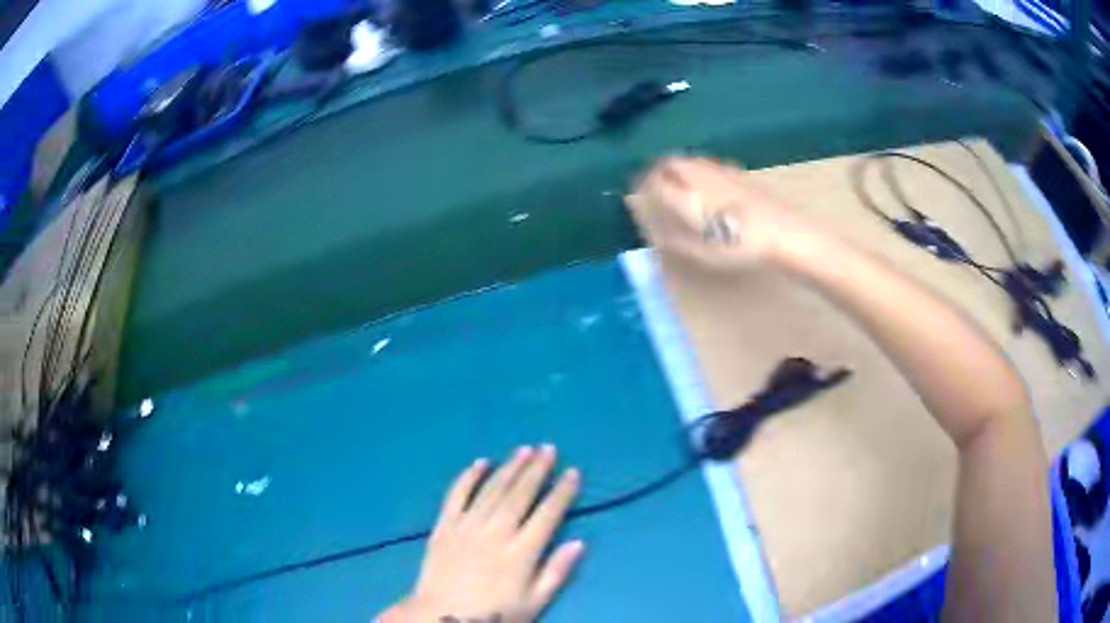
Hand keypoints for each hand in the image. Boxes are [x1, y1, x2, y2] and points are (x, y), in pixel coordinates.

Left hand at [381, 445, 583, 622]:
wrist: (441, 617)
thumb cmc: (493, 614)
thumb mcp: (534, 602)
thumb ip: (556, 572)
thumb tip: (578, 542)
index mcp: (521, 552)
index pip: (548, 514)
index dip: (562, 491)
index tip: (573, 472)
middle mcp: (496, 532)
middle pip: (521, 494)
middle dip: (537, 469)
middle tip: (549, 448)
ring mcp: (467, 526)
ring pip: (492, 489)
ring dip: (509, 467)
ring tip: (524, 449)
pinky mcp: (444, 526)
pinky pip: (456, 495)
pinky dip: (468, 477)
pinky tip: (480, 462)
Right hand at [625, 156, 820, 269]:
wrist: (785, 231)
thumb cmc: (742, 247)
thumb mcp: (705, 254)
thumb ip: (678, 241)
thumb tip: (659, 234)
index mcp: (687, 195)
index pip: (655, 181)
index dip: (643, 185)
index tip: (637, 191)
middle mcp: (700, 177)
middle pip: (670, 163)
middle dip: (657, 170)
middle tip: (653, 182)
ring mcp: (720, 171)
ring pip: (690, 160)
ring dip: (677, 168)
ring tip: (675, 183)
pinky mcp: (738, 173)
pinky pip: (707, 164)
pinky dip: (697, 170)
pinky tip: (706, 185)